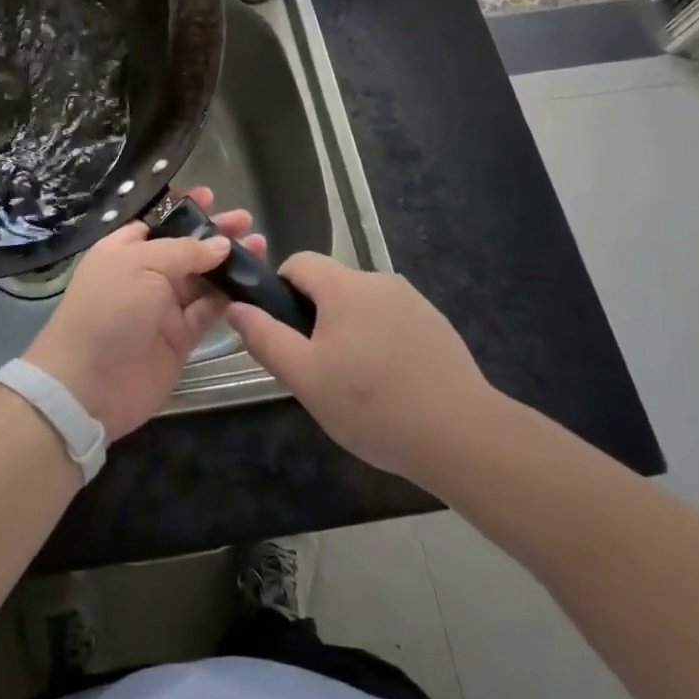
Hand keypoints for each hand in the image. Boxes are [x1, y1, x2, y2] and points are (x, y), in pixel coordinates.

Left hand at [23, 188, 263, 442]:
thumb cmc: (108, 310)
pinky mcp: (180, 338)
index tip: (212, 197)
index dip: (184, 210)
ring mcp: (163, 307)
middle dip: (215, 233)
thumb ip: (184, 252)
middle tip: (247, 221)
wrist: (89, 385)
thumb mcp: (141, 265)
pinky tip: (253, 283)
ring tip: (261, 246)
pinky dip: (230, 298)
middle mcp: (144, 274)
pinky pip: (209, 312)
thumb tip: (221, 244)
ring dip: (229, 263)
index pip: (158, 222)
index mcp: (124, 250)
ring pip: (203, 278)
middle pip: (186, 248)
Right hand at [227, 254, 495, 481]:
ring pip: (363, 305)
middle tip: (317, 368)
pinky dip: (381, 342)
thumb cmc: (372, 405)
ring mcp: (413, 302)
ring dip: (350, 331)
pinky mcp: (437, 325)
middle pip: (332, 285)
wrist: (462, 435)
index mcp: (344, 286)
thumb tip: (236, 307)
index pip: (299, 262)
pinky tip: (390, 385)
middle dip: (316, 317)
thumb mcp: (305, 377)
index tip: (283, 331)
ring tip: (356, 383)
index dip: (280, 289)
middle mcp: (379, 281)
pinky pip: (393, 322)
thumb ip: (265, 337)